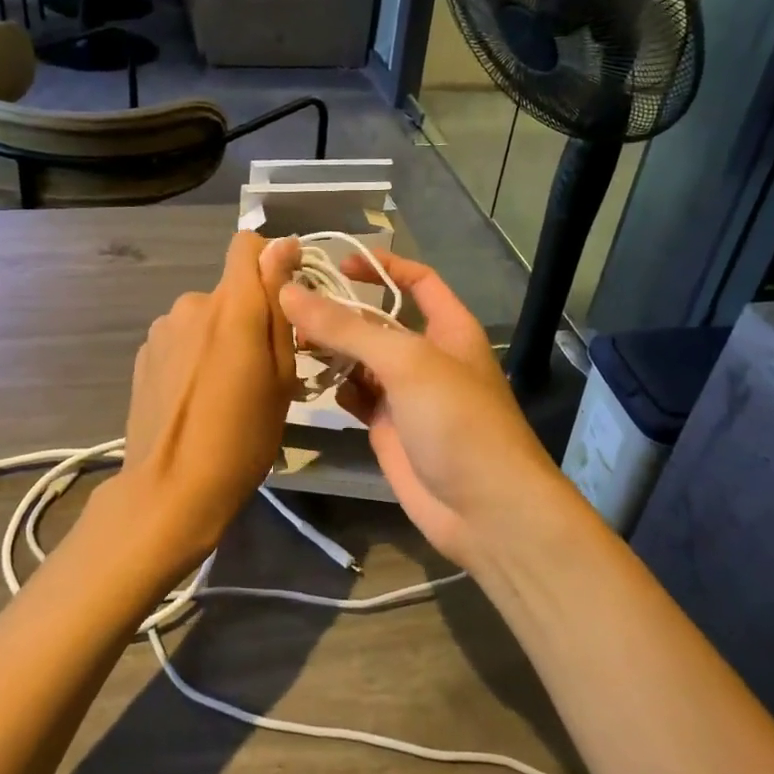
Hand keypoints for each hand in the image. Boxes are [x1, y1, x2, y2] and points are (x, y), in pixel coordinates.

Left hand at [97, 233, 300, 577]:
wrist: (171, 489)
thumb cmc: (243, 436)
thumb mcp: (280, 374)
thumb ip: (279, 305)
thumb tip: (283, 244)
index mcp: (231, 305)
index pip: (246, 246)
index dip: (271, 261)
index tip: (286, 297)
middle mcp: (192, 303)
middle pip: (230, 290)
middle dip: (249, 315)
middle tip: (262, 367)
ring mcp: (162, 329)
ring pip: (205, 316)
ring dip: (219, 336)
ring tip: (226, 387)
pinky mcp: (144, 353)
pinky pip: (181, 338)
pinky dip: (194, 353)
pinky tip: (196, 396)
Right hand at [280, 254, 563, 568]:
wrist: (484, 510)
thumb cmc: (457, 421)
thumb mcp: (406, 363)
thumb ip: (348, 328)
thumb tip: (290, 292)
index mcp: (448, 327)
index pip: (416, 279)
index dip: (380, 266)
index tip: (336, 263)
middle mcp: (426, 355)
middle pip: (377, 321)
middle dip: (340, 311)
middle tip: (290, 305)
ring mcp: (406, 394)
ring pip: (361, 360)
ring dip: (330, 349)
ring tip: (289, 341)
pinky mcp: (388, 427)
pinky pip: (355, 396)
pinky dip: (334, 387)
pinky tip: (309, 382)